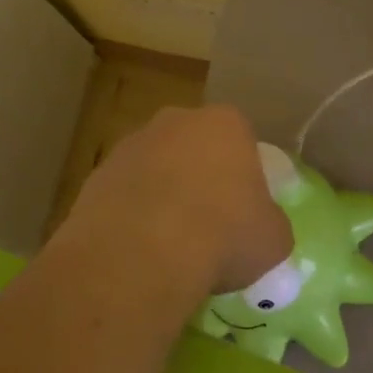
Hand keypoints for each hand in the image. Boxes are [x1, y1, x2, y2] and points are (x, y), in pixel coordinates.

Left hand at [68, 105, 293, 295]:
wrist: (141, 251)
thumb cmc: (223, 234)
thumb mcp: (273, 239)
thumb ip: (270, 224)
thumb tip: (261, 228)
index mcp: (226, 123)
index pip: (242, 141)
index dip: (244, 177)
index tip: (244, 212)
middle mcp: (177, 120)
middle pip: (195, 147)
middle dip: (200, 178)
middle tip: (208, 225)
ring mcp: (132, 143)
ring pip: (157, 168)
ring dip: (163, 195)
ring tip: (170, 244)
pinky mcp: (98, 173)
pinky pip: (126, 193)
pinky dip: (133, 215)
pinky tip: (139, 249)